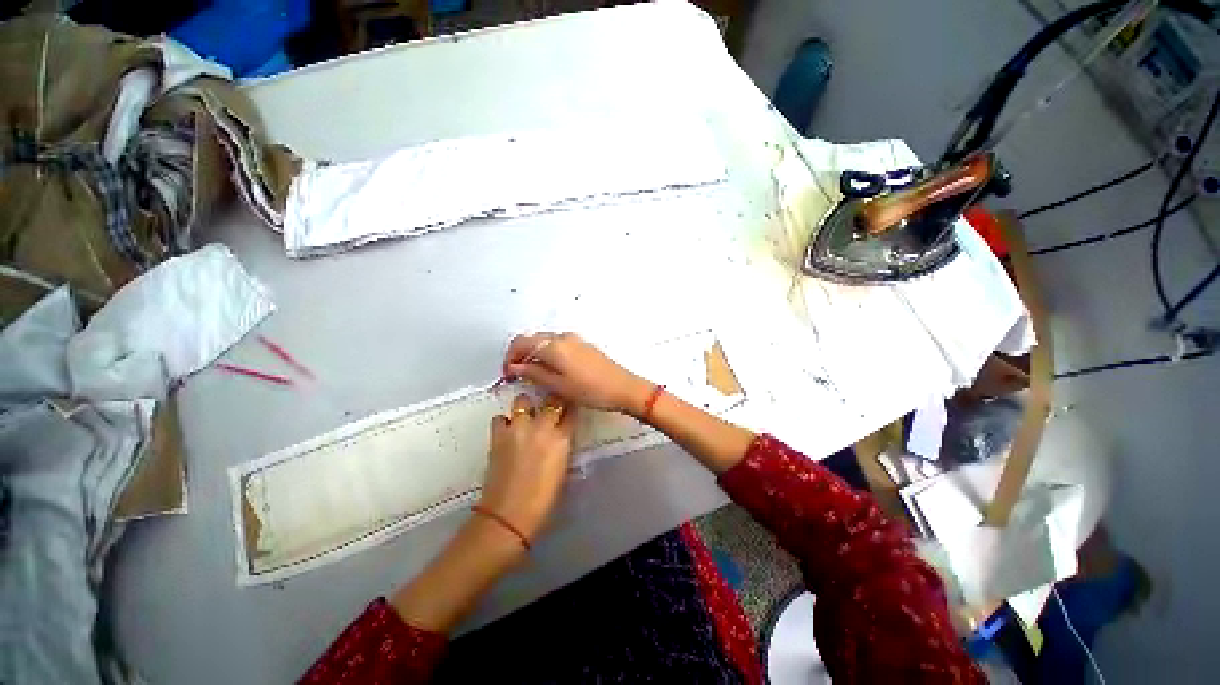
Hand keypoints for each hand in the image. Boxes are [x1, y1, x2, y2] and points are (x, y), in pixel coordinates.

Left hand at [478, 394, 576, 540]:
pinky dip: (504, 422)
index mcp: (562, 438)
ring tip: (525, 417)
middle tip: (549, 410)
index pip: (571, 410)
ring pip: (523, 400)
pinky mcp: (498, 435)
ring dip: (526, 407)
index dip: (570, 408)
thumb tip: (560, 435)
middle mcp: (541, 427)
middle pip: (551, 399)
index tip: (568, 408)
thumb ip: (562, 445)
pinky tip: (507, 431)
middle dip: (552, 402)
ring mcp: (518, 428)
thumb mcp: (563, 468)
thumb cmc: (543, 498)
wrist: (509, 515)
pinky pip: (500, 417)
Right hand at [502, 333, 652, 414]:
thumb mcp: (558, 385)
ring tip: (532, 374)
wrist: (623, 387)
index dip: (510, 357)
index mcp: (553, 346)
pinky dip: (547, 353)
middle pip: (532, 339)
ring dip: (534, 354)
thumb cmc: (590, 390)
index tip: (507, 373)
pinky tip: (550, 369)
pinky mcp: (582, 344)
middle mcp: (562, 337)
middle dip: (520, 354)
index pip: (521, 343)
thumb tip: (515, 367)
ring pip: (545, 341)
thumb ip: (534, 373)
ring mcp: (574, 339)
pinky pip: (557, 344)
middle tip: (517, 374)